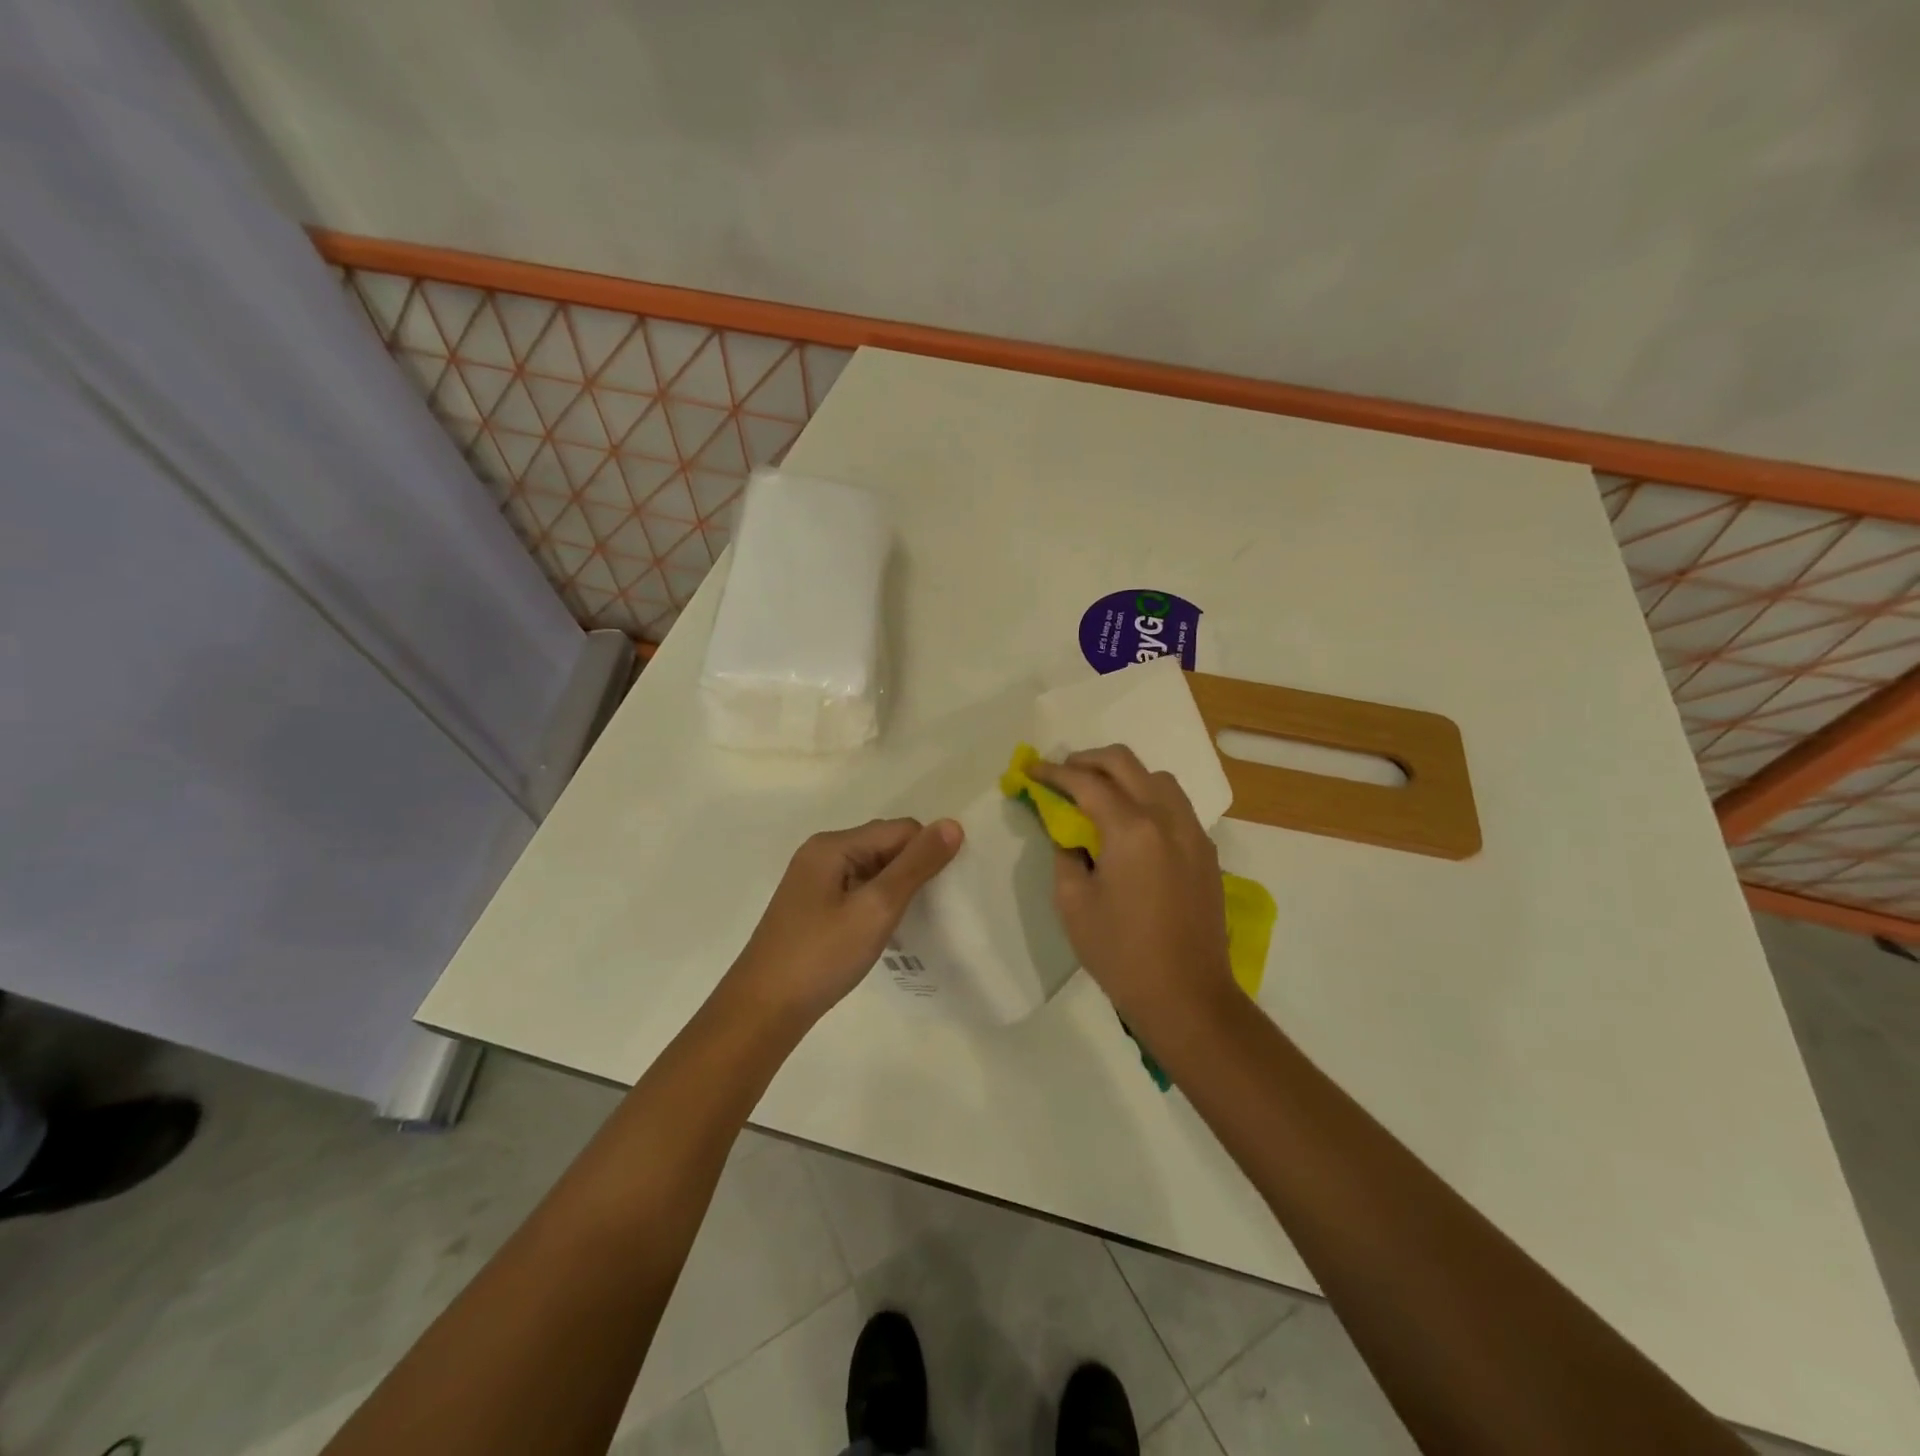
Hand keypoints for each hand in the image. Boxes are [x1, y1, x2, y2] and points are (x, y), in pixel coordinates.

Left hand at [728, 817, 963, 1024]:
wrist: (763, 1011)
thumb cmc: (821, 956)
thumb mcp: (876, 908)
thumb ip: (915, 865)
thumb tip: (952, 824)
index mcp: (833, 844)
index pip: (900, 830)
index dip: (927, 854)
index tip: (945, 891)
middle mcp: (821, 853)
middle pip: (885, 845)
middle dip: (912, 870)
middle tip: (931, 909)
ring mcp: (814, 881)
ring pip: (873, 869)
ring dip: (895, 889)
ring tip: (910, 922)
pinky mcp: (813, 907)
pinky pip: (857, 890)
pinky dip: (877, 903)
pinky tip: (884, 931)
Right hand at [1028, 746, 1235, 1034]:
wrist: (1186, 995)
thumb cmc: (1120, 952)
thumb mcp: (1072, 901)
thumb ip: (1065, 851)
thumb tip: (1067, 830)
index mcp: (1132, 829)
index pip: (1086, 782)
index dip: (1053, 773)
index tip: (1031, 771)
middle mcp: (1167, 818)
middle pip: (1125, 763)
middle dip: (1087, 760)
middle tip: (1062, 774)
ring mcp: (1193, 833)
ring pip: (1157, 778)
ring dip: (1123, 775)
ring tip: (1097, 794)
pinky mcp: (1206, 851)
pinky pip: (1175, 805)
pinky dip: (1148, 797)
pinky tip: (1131, 824)